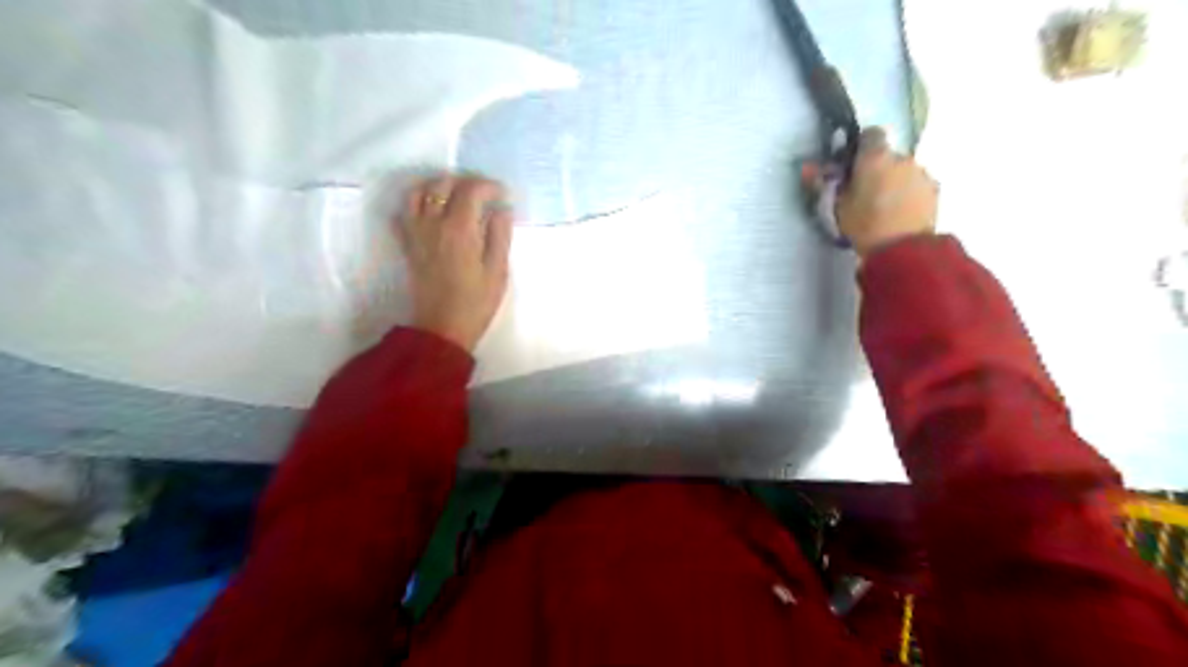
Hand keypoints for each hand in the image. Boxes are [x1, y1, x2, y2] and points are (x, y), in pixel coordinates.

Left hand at [396, 175, 511, 350]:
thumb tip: (501, 210)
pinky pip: (403, 213)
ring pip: (417, 192)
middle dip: (464, 181)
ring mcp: (416, 233)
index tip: (502, 194)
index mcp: (460, 228)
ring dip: (437, 186)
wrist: (442, 327)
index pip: (471, 190)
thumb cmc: (476, 302)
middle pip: (442, 184)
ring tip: (455, 196)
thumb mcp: (498, 270)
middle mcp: (433, 223)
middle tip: (482, 192)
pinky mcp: (407, 245)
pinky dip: (416, 205)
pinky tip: (431, 213)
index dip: (488, 186)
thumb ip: (500, 235)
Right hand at [835, 128, 937, 256]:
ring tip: (884, 207)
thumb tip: (807, 167)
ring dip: (894, 181)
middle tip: (865, 192)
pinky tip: (900, 213)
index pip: (870, 134)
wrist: (902, 249)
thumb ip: (824, 183)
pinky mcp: (934, 189)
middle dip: (877, 168)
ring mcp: (921, 172)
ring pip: (903, 170)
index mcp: (875, 157)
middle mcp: (901, 157)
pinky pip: (916, 184)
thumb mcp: (837, 206)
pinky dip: (909, 193)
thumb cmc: (864, 225)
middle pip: (887, 155)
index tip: (853, 164)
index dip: (861, 147)